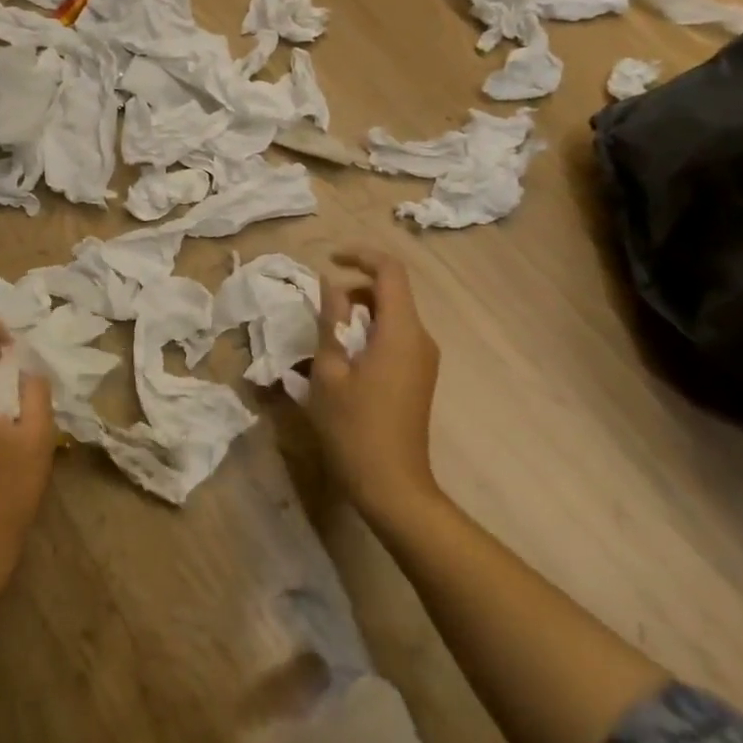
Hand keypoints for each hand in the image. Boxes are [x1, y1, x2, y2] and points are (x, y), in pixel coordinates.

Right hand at [307, 247, 441, 525]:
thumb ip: (330, 322)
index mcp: (401, 331)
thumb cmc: (354, 428)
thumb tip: (330, 285)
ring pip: (391, 316)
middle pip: (390, 292)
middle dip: (353, 290)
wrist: (393, 486)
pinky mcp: (419, 376)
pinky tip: (342, 363)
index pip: (389, 270)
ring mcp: (423, 359)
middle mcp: (420, 338)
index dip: (360, 256)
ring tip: (324, 341)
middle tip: (319, 312)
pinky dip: (368, 334)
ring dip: (358, 315)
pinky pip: (394, 338)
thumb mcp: (329, 371)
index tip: (329, 260)